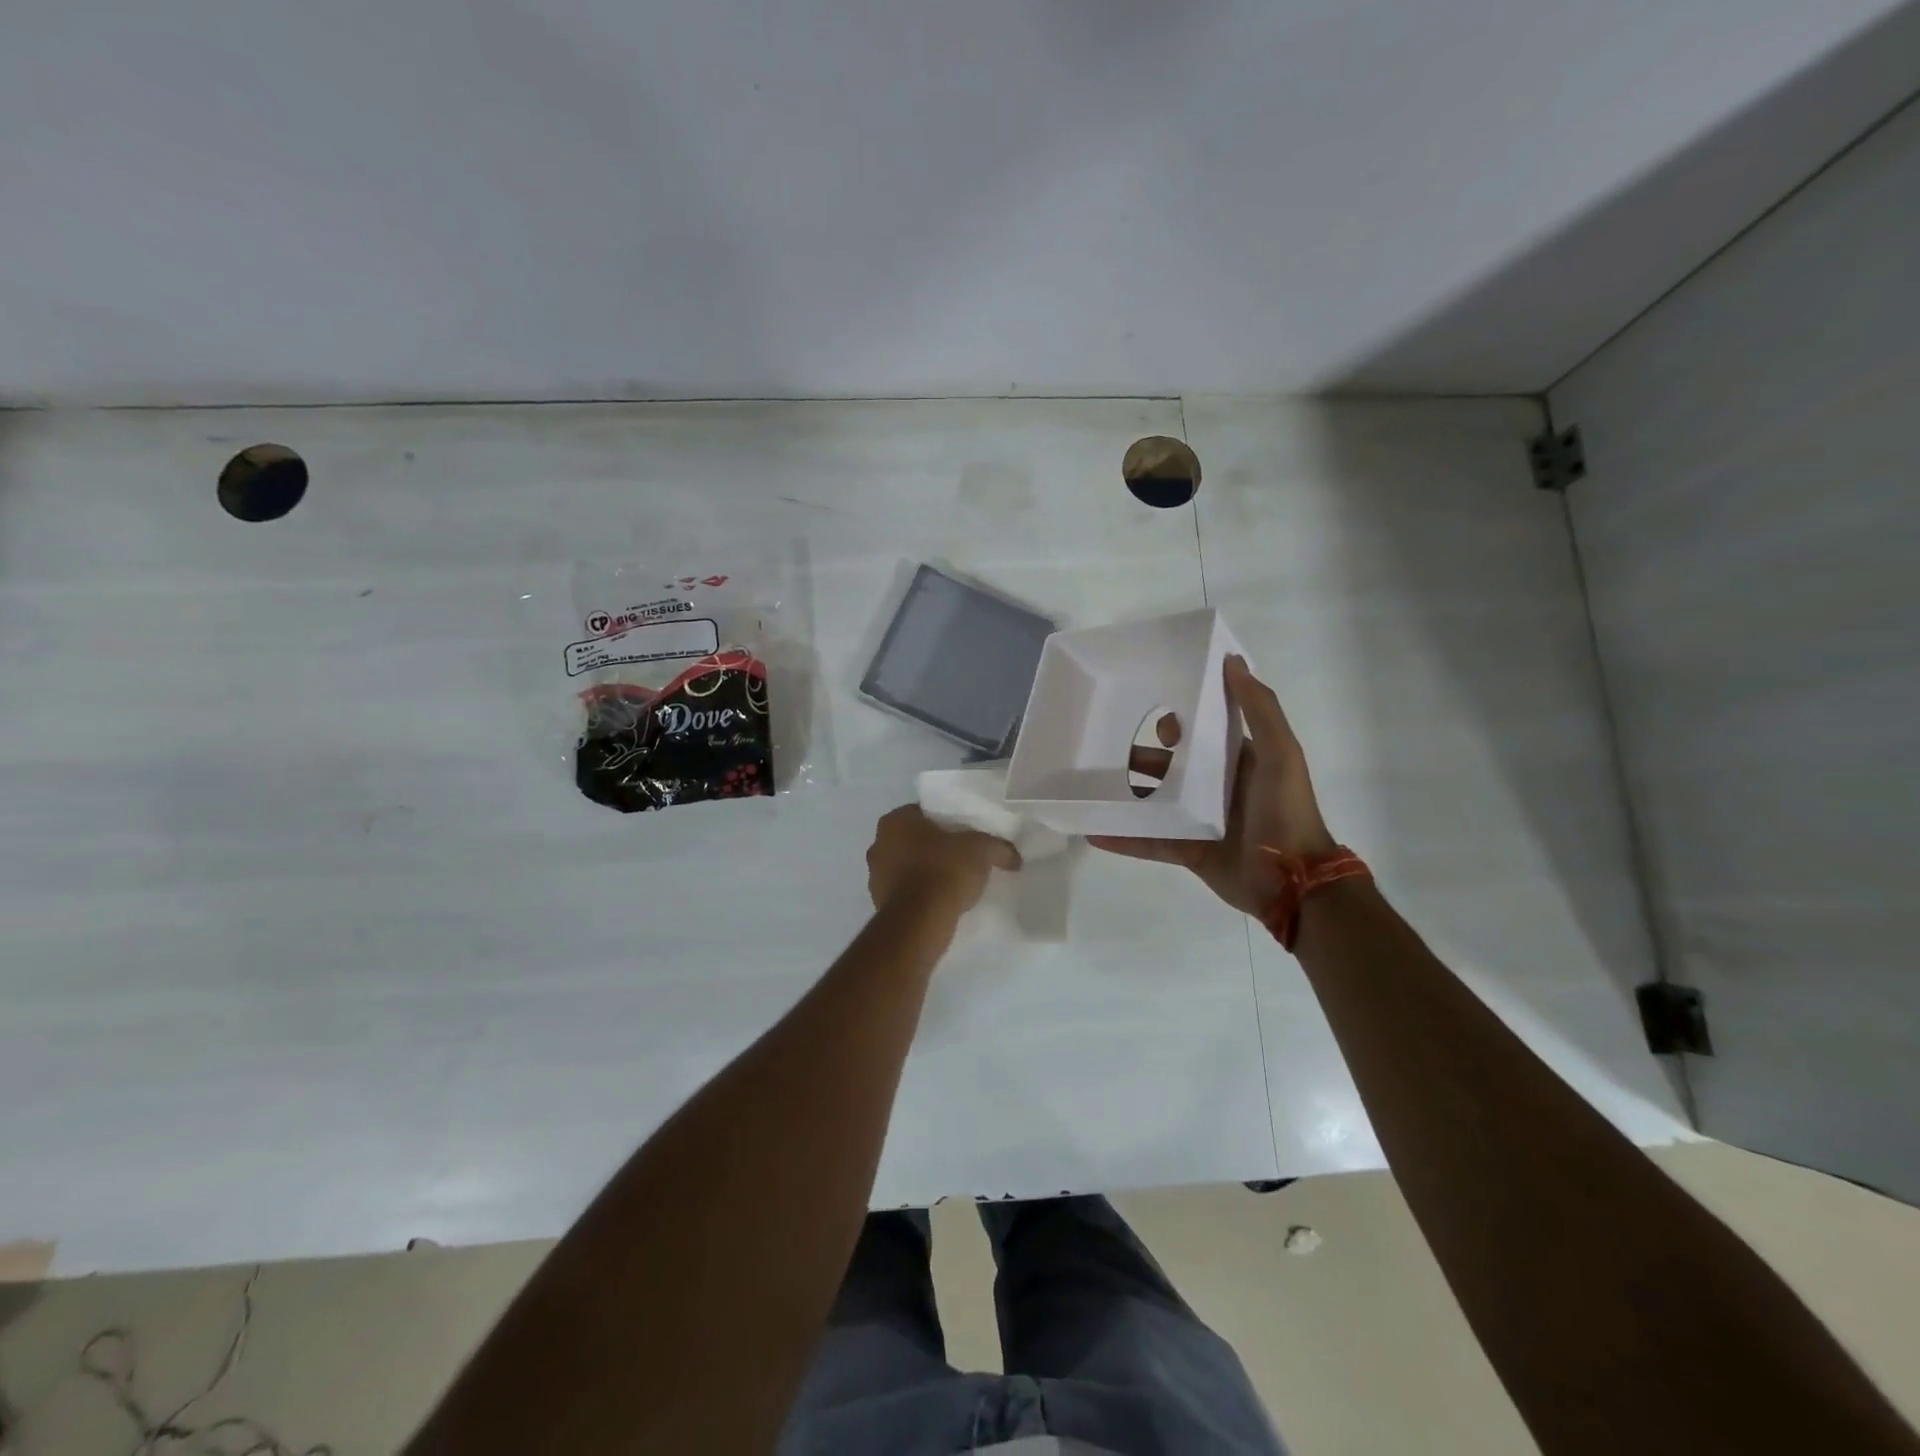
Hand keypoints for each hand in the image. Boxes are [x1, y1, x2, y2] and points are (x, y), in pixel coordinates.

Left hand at [867, 805, 1020, 914]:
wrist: (920, 921)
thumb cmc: (945, 871)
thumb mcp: (982, 850)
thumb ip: (999, 847)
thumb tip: (1015, 858)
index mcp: (896, 820)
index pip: (924, 812)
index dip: (946, 822)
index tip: (965, 835)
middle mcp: (878, 842)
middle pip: (913, 839)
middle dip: (933, 846)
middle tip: (961, 857)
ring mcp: (874, 874)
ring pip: (905, 865)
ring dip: (924, 871)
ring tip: (952, 882)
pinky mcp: (878, 902)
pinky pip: (904, 891)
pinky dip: (919, 893)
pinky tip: (940, 901)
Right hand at [1091, 655, 1335, 915]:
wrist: (1293, 884)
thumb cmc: (1286, 812)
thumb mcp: (1281, 754)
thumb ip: (1260, 709)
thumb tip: (1233, 662)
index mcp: (1241, 762)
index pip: (1205, 733)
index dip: (1179, 720)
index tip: (1150, 708)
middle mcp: (1218, 788)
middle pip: (1173, 767)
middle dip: (1141, 756)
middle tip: (1104, 743)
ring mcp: (1200, 821)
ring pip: (1156, 803)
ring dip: (1127, 795)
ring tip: (1089, 783)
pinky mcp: (1189, 851)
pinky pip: (1149, 841)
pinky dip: (1122, 838)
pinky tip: (1092, 830)